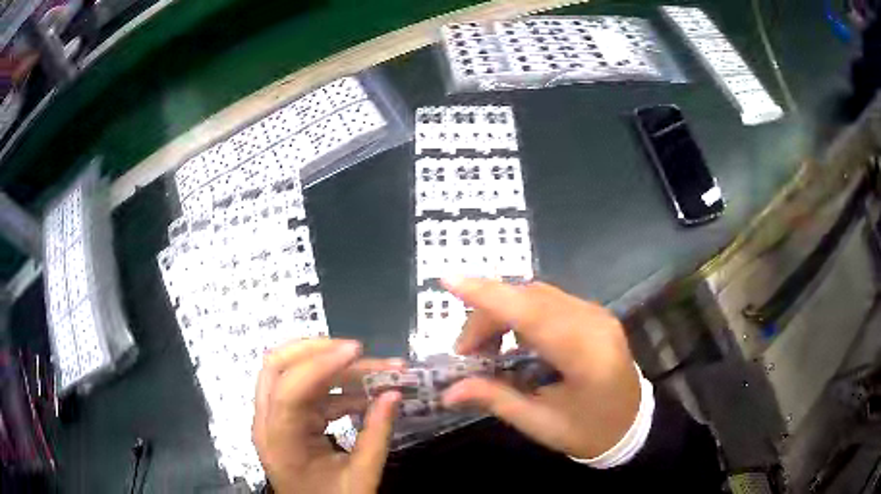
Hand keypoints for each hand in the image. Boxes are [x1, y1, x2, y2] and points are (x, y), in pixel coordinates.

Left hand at [253, 339, 402, 493]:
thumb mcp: (360, 478)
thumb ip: (377, 436)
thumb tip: (395, 394)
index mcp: (279, 441)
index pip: (289, 389)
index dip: (321, 364)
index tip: (358, 351)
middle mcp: (267, 422)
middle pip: (277, 367)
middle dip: (318, 351)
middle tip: (357, 350)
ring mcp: (275, 418)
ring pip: (294, 374)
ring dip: (334, 368)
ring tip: (378, 371)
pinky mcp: (288, 419)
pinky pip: (308, 392)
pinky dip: (337, 387)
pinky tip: (367, 394)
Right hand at [441, 278, 640, 459]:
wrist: (633, 424)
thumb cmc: (589, 431)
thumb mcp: (540, 423)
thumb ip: (495, 399)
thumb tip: (448, 391)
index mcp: (585, 354)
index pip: (530, 314)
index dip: (488, 295)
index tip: (448, 280)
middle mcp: (593, 322)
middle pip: (528, 298)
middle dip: (486, 316)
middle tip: (466, 354)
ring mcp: (595, 313)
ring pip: (536, 295)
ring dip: (502, 312)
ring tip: (484, 349)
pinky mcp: (592, 313)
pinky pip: (547, 301)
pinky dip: (519, 313)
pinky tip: (509, 339)